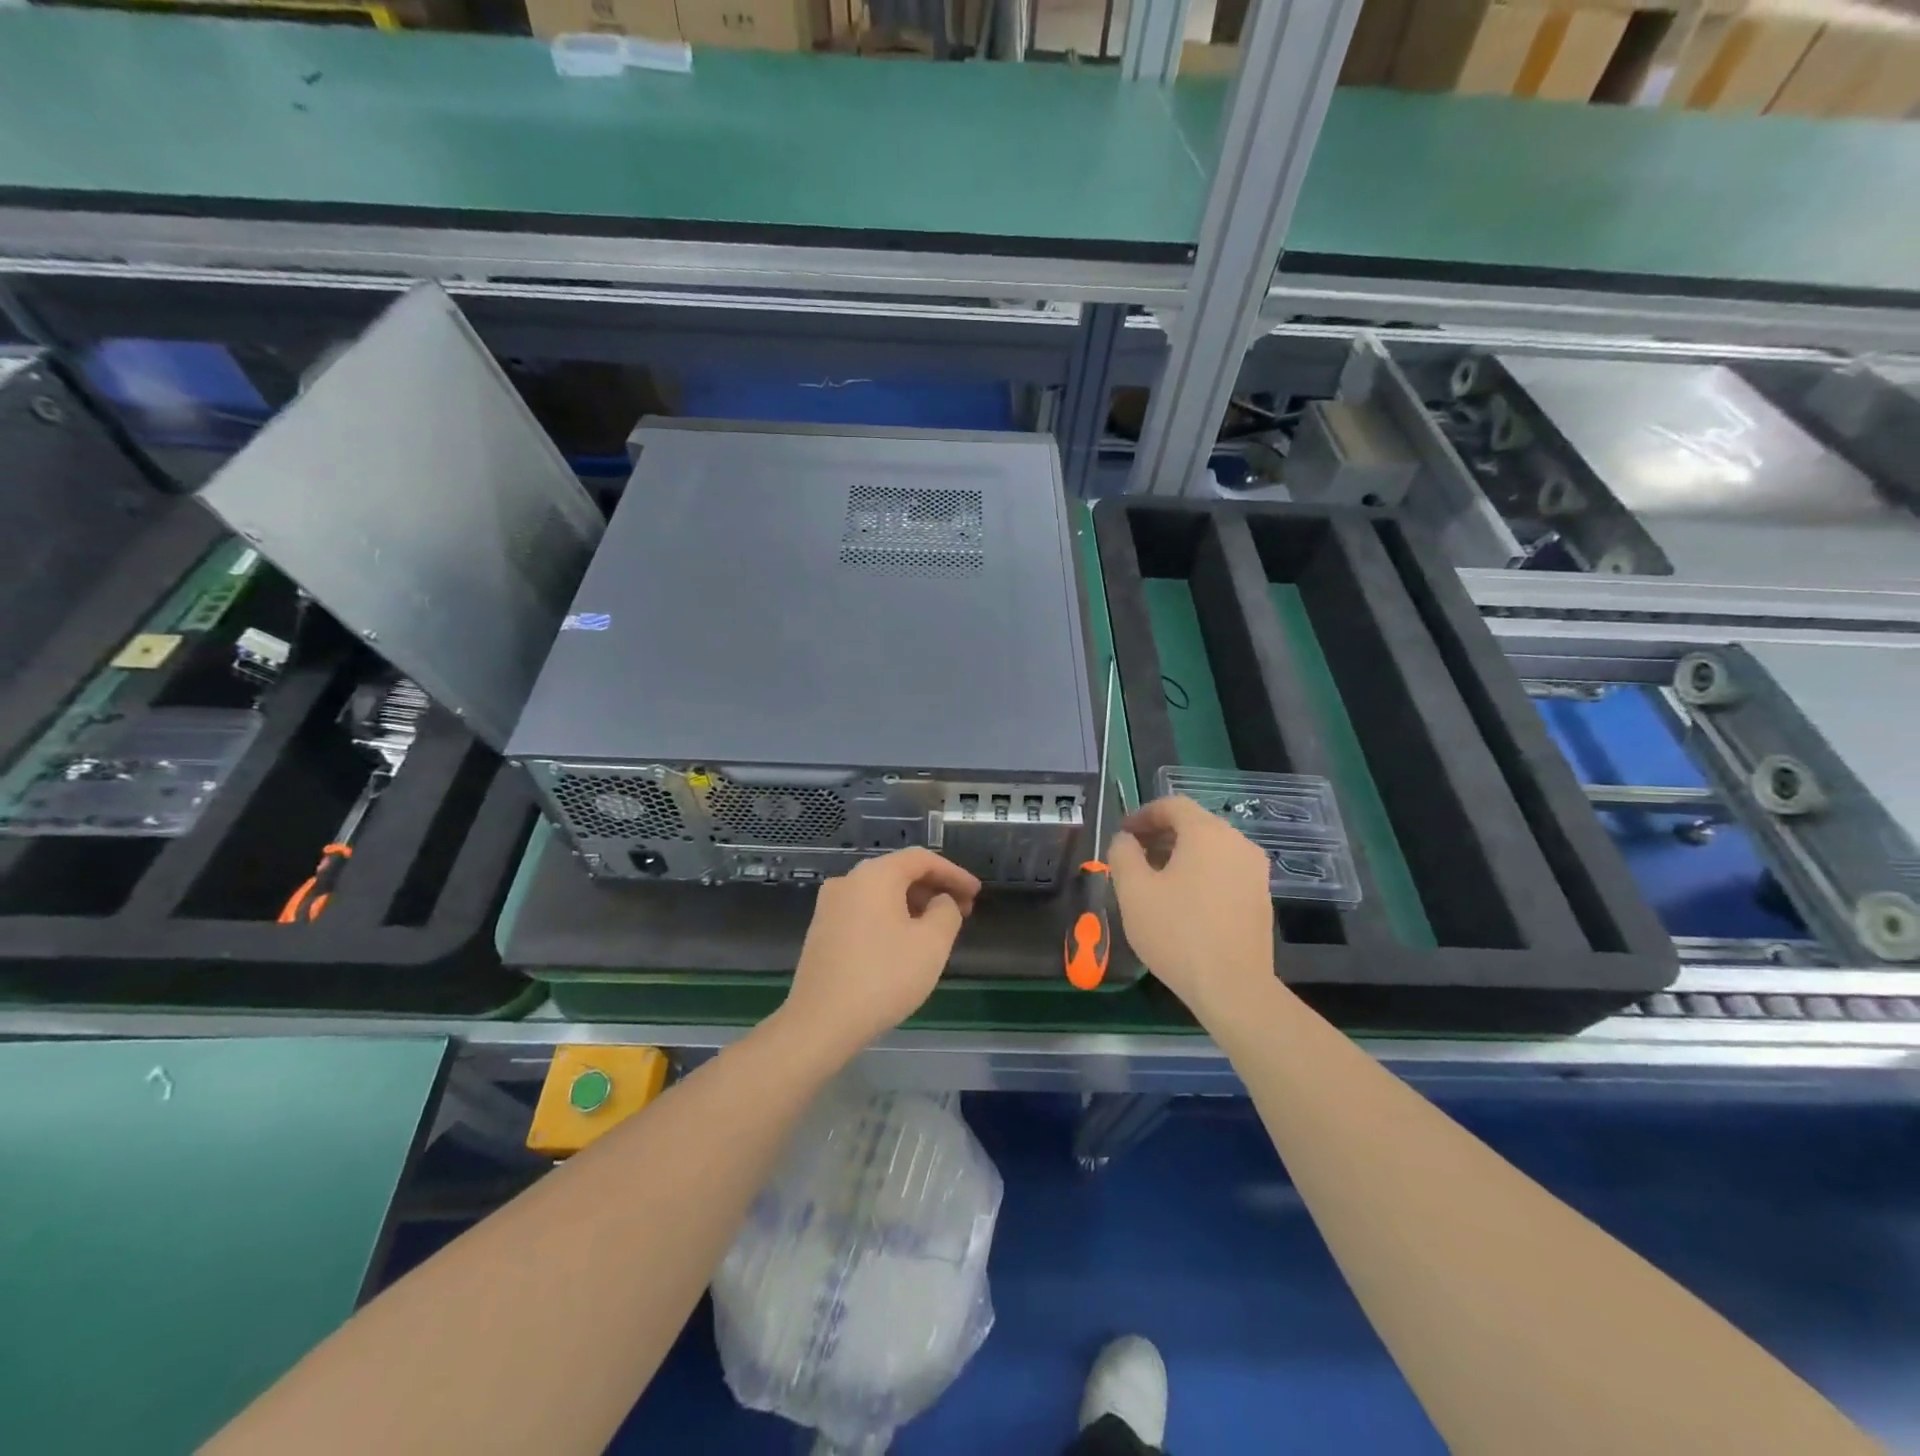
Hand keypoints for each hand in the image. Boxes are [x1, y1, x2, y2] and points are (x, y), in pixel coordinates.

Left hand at [779, 848, 980, 1060]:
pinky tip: (904, 943)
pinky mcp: (822, 931)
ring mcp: (829, 906)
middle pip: (899, 873)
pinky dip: (890, 918)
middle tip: (962, 911)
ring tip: (937, 930)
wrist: (820, 1022)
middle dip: (934, 889)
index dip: (953, 873)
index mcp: (874, 875)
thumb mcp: (932, 943)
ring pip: (881, 894)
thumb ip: (947, 911)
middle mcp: (848, 881)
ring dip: (913, 905)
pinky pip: (865, 912)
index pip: (921, 859)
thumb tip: (940, 901)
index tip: (976, 893)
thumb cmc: (883, 977)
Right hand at [1108, 795, 1273, 1019]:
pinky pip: (1224, 870)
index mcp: (1208, 833)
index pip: (1172, 805)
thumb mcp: (1133, 891)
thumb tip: (1125, 839)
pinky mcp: (1261, 897)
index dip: (1142, 814)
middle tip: (1133, 857)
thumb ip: (1123, 853)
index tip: (1122, 834)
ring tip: (1154, 881)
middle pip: (1194, 824)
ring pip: (1210, 848)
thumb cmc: (1177, 932)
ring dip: (1179, 855)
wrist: (1233, 987)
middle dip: (1159, 835)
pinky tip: (1182, 902)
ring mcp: (1255, 871)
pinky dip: (1200, 873)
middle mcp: (1238, 843)